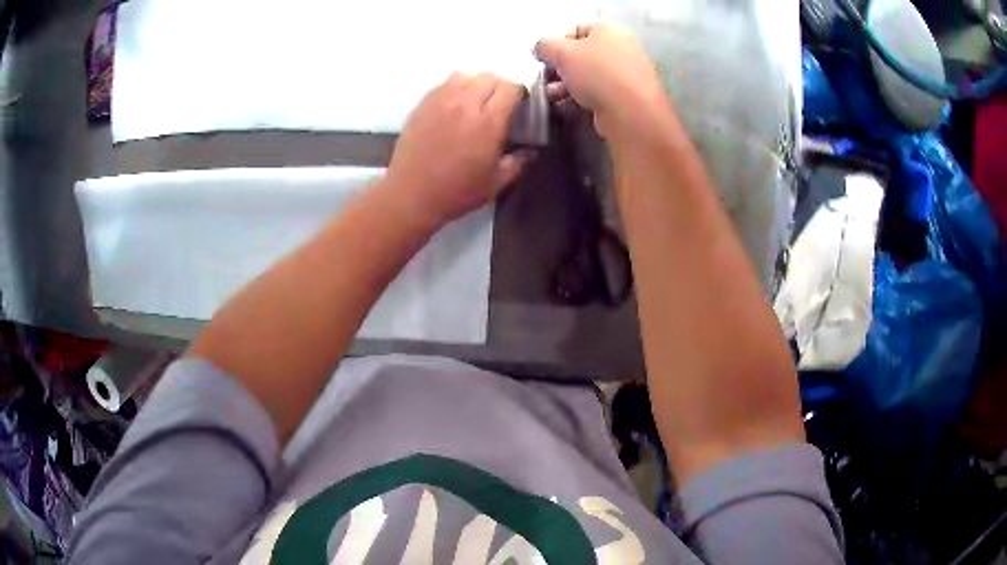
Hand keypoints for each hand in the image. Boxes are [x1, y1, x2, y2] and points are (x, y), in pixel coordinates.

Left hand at [384, 73, 529, 226]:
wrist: (411, 195)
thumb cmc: (457, 192)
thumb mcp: (495, 184)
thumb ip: (517, 163)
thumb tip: (532, 152)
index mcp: (487, 122)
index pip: (510, 88)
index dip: (519, 93)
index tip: (520, 104)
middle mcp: (464, 104)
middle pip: (488, 77)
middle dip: (499, 87)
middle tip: (498, 104)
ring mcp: (440, 101)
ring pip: (464, 76)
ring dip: (475, 84)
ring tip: (474, 101)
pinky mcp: (422, 105)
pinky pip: (443, 85)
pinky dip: (454, 89)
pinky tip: (453, 107)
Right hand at [535, 23, 669, 138]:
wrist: (630, 111)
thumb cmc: (597, 73)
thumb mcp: (561, 52)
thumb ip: (545, 45)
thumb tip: (539, 48)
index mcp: (610, 30)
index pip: (577, 30)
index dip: (558, 43)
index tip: (547, 58)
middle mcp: (623, 48)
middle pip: (584, 54)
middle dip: (562, 67)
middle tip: (548, 78)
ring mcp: (628, 72)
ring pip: (590, 74)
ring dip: (568, 83)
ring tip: (553, 94)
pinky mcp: (629, 96)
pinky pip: (601, 90)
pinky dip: (584, 95)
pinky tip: (570, 104)